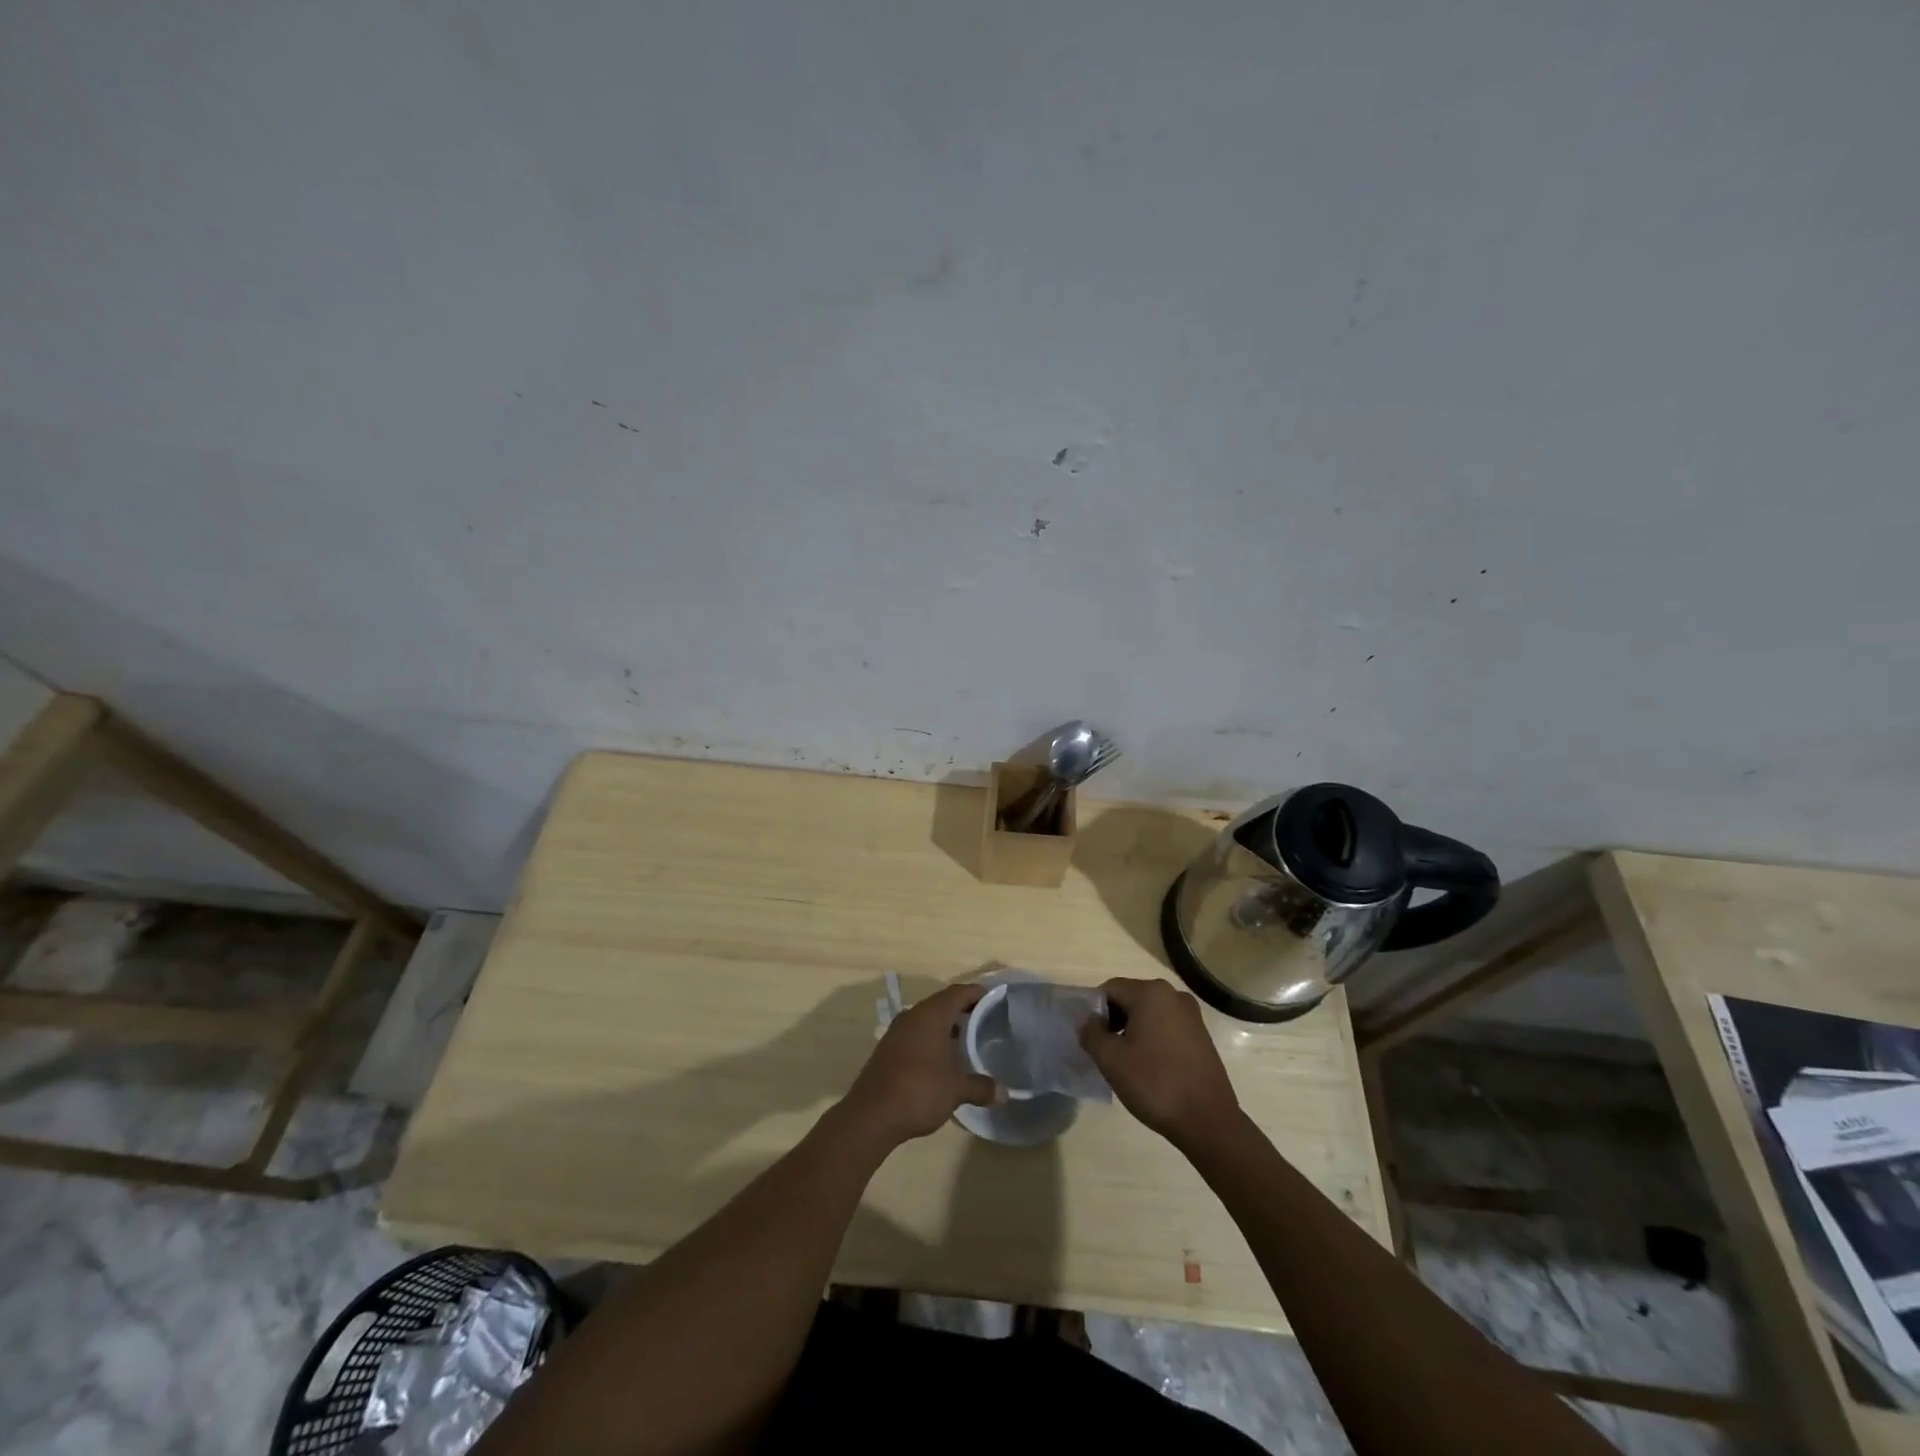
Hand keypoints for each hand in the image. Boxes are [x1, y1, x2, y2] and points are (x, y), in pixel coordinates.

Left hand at [840, 981, 1002, 1147]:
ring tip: (967, 1040)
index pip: (959, 992)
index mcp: (932, 1015)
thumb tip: (1005, 1093)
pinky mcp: (888, 1048)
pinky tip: (942, 1059)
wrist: (871, 1114)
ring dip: (946, 1026)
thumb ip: (981, 1087)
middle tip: (985, 1021)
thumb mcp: (956, 1090)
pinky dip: (931, 1039)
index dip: (977, 993)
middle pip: (942, 1003)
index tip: (995, 1000)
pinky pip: (915, 1034)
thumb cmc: (919, 1091)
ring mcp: (897, 1031)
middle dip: (963, 1010)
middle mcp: (913, 1015)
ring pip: (927, 1019)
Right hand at [1079, 977, 1240, 1148]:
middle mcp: (1173, 994)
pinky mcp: (1201, 1034)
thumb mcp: (1111, 1059)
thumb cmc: (1155, 1084)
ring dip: (1132, 1030)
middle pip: (1130, 998)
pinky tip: (1150, 1066)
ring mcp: (1191, 1014)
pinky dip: (1152, 1038)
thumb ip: (1091, 1033)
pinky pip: (1166, 1025)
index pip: (1109, 989)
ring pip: (1149, 1013)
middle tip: (1105, 1051)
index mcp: (1151, 993)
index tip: (1091, 1038)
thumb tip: (1089, 1021)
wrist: (1208, 1121)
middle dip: (1113, 1020)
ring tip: (1126, 1061)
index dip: (1094, 1011)